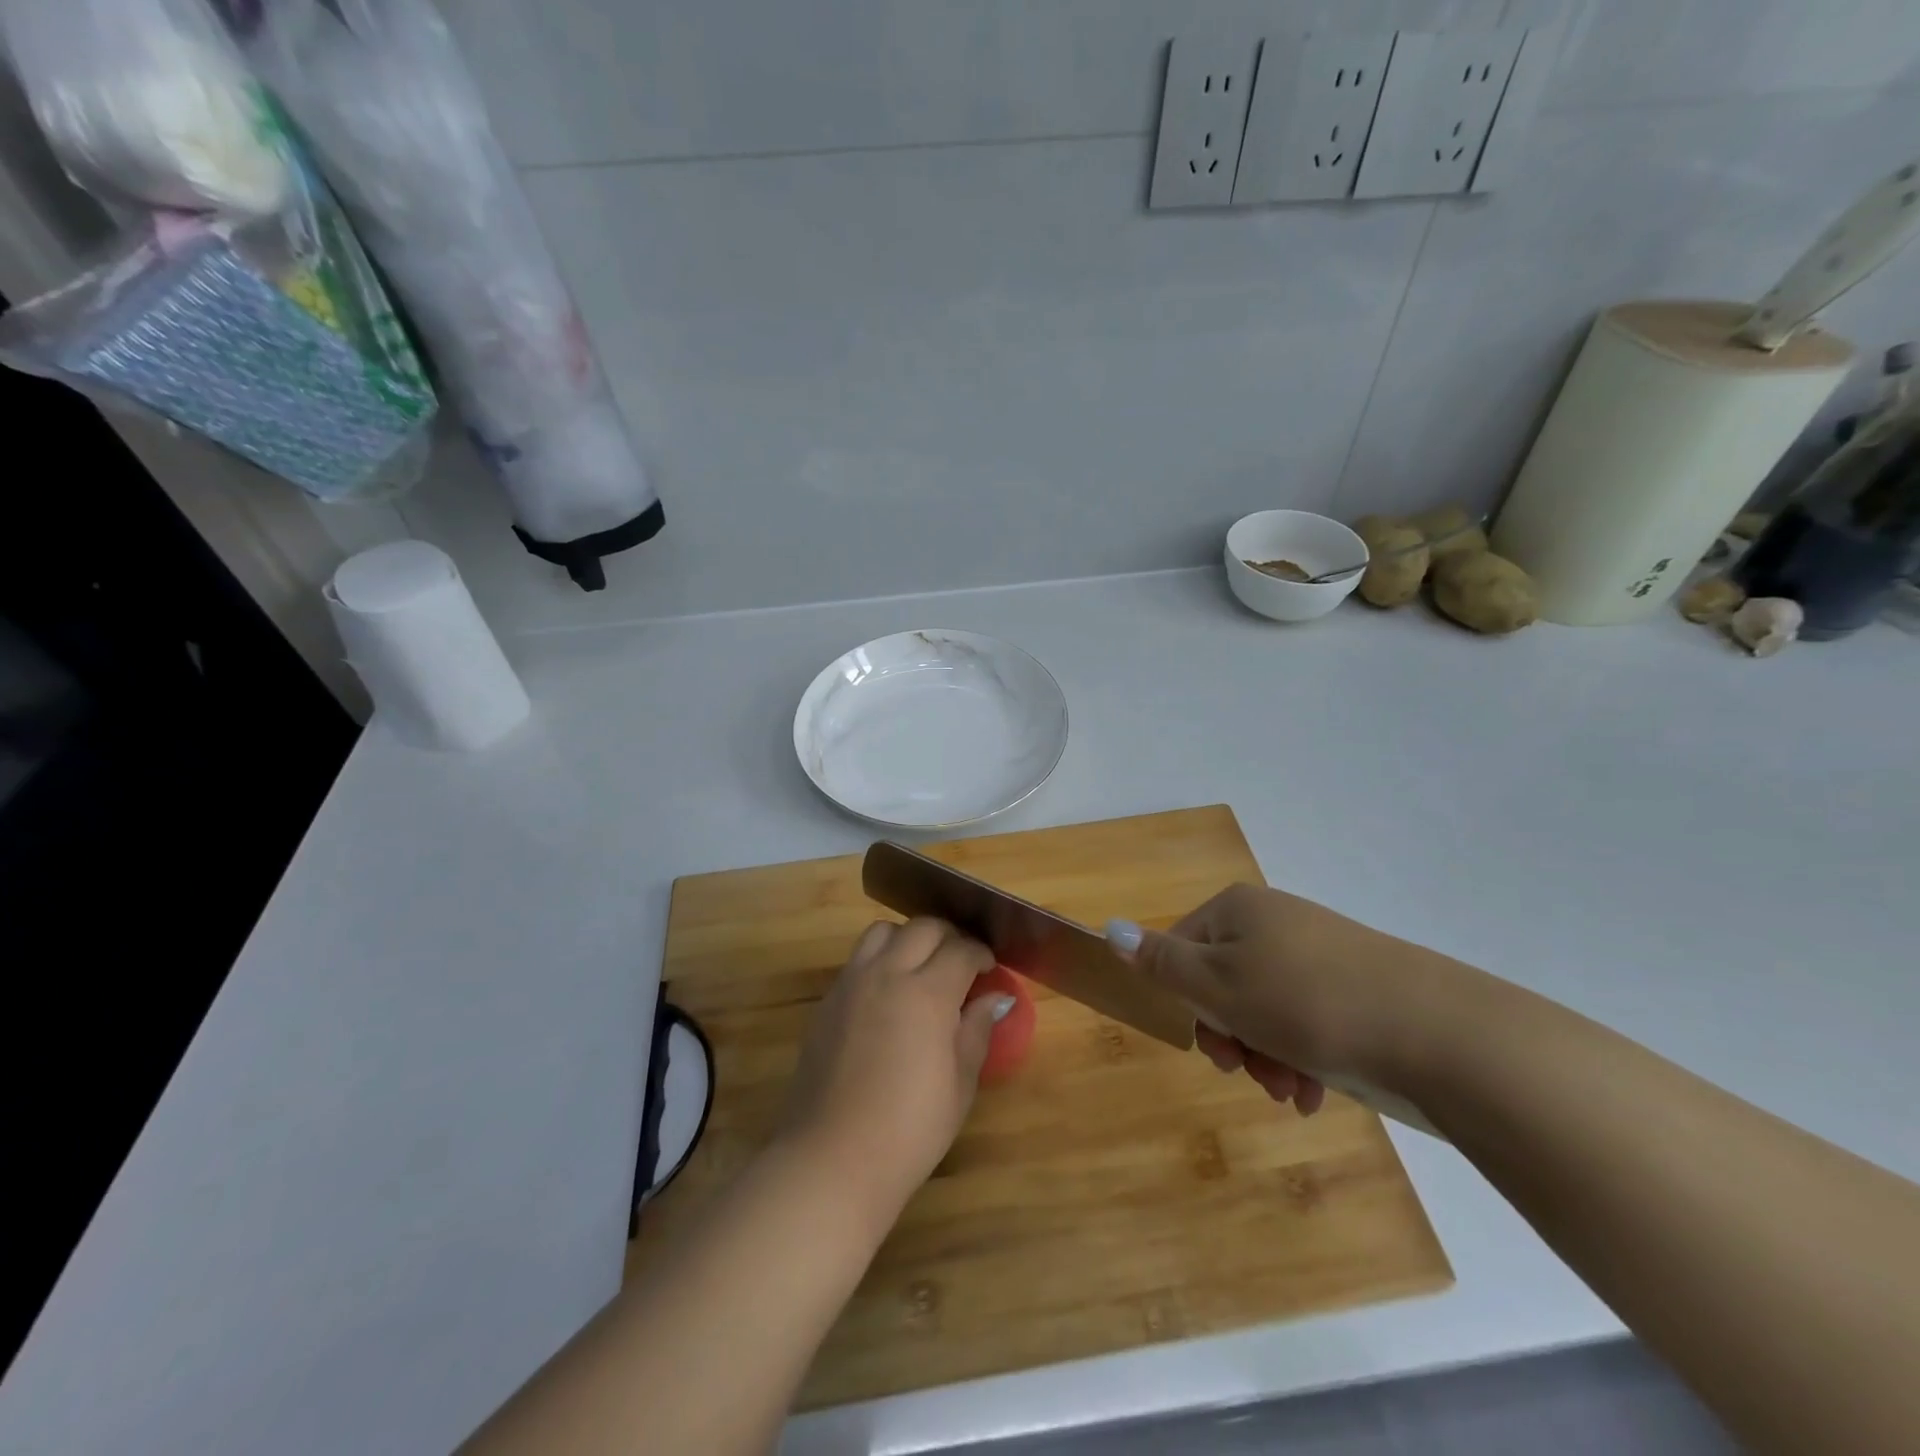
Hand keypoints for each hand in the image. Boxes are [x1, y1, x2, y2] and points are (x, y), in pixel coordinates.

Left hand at [777, 918, 1005, 1220]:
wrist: (833, 1158)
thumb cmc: (909, 1129)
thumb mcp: (959, 1084)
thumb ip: (976, 1030)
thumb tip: (994, 999)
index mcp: (927, 993)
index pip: (961, 950)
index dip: (981, 954)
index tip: (990, 969)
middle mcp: (888, 974)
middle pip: (923, 928)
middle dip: (949, 937)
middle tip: (961, 964)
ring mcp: (852, 983)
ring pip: (883, 932)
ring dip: (908, 939)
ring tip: (920, 967)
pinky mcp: (828, 1001)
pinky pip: (858, 959)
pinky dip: (880, 959)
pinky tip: (888, 993)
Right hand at [1109, 884, 1465, 1112]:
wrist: (1438, 1032)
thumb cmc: (1305, 1003)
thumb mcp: (1219, 985)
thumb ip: (1160, 962)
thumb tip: (1110, 929)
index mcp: (1237, 910)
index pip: (1180, 949)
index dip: (1185, 1002)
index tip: (1209, 1046)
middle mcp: (1275, 922)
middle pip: (1223, 982)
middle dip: (1231, 1037)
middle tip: (1248, 1072)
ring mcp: (1318, 953)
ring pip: (1264, 1008)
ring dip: (1265, 1055)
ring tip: (1290, 1093)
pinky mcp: (1355, 988)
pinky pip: (1306, 1020)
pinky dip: (1301, 1056)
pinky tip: (1314, 1093)